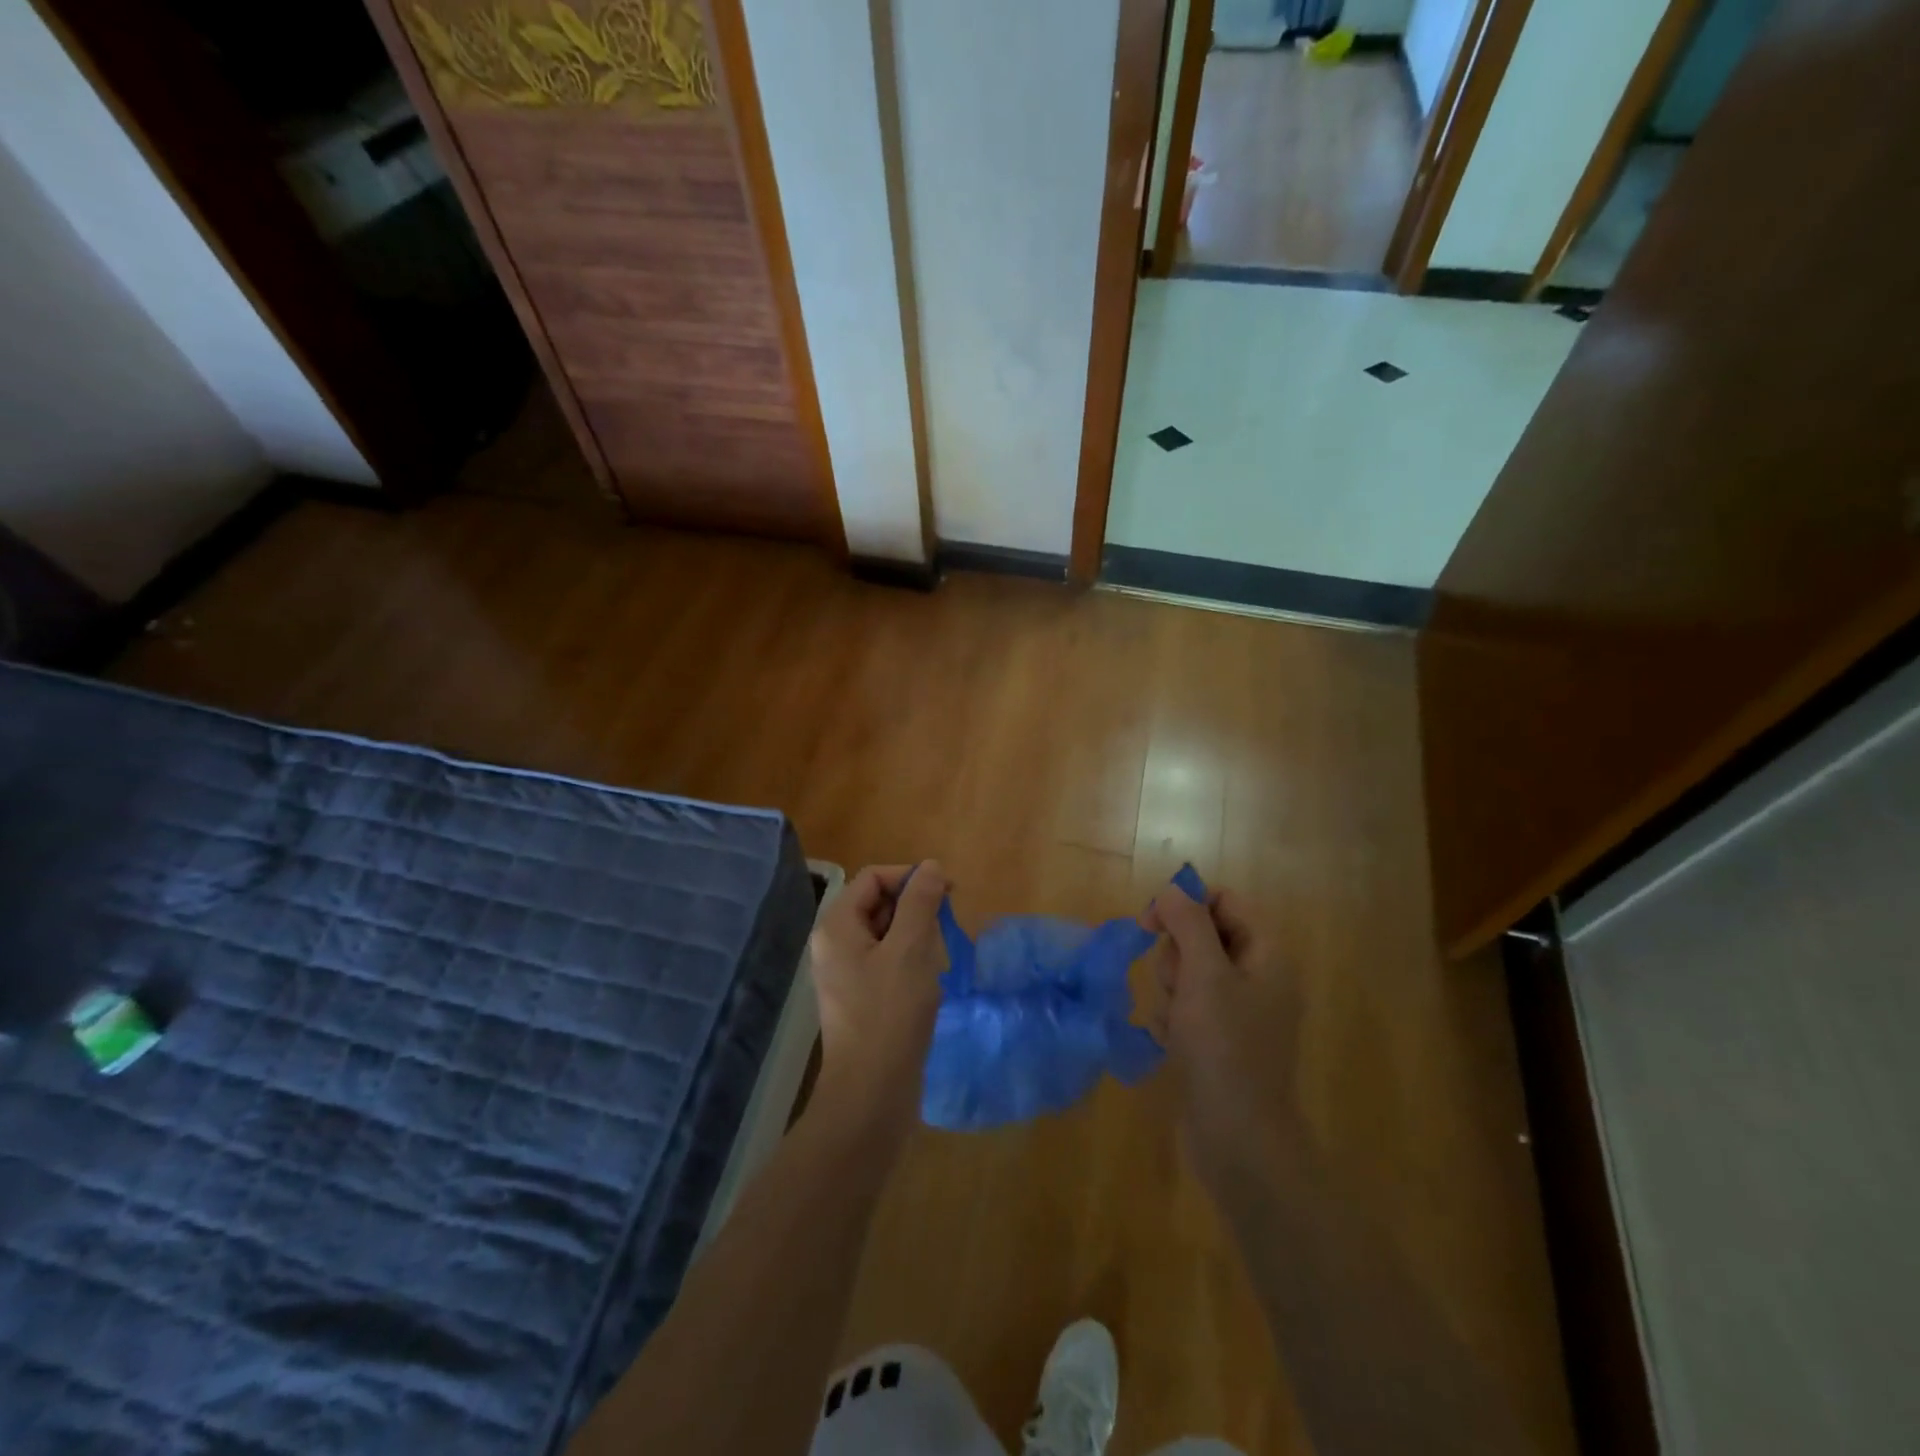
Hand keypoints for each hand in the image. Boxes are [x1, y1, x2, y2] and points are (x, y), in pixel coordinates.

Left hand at [808, 862, 952, 1140]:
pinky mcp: (861, 998)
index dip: (910, 877)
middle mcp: (835, 945)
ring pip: (887, 935)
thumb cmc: (890, 1014)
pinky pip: (887, 962)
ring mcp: (846, 973)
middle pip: (878, 904)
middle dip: (915, 910)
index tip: (948, 893)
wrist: (871, 1093)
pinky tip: (927, 985)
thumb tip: (932, 867)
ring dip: (917, 939)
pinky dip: (911, 964)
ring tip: (934, 964)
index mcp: (838, 927)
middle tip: (944, 933)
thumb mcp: (910, 950)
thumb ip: (920, 903)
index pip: (874, 878)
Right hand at [1143, 884, 1301, 1192]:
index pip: (1224, 901)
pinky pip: (1185, 1007)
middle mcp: (1258, 977)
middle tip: (1178, 986)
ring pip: (1188, 972)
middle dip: (1177, 956)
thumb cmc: (1224, 1048)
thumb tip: (1173, 890)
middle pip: (1202, 935)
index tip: (1151, 924)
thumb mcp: (1204, 975)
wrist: (1239, 1139)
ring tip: (1175, 1022)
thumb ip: (1188, 923)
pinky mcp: (1219, 1039)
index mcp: (1267, 955)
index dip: (1186, 905)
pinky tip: (1171, 1042)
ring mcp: (1239, 1011)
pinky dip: (1172, 1018)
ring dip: (1171, 990)